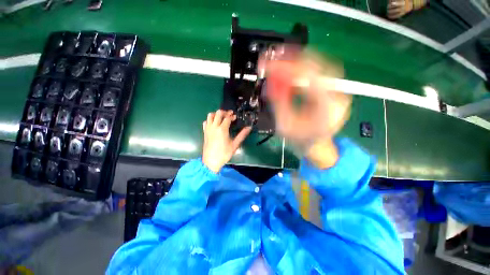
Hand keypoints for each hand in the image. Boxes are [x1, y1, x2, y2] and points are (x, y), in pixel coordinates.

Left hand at [202, 110, 251, 172]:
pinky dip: (210, 120)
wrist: (211, 161)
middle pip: (218, 113)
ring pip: (210, 115)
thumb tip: (249, 128)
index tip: (235, 117)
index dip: (232, 116)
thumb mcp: (235, 145)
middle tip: (230, 115)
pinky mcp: (204, 132)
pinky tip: (214, 123)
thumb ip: (242, 135)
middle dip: (225, 112)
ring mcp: (208, 129)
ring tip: (222, 117)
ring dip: (216, 114)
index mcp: (222, 129)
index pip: (227, 118)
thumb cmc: (224, 154)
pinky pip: (206, 121)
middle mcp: (214, 126)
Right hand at [260, 46, 351, 167]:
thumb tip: (270, 80)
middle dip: (294, 59)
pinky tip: (294, 68)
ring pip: (321, 65)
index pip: (308, 77)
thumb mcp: (285, 124)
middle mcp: (338, 95)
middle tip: (276, 56)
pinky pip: (321, 73)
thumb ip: (278, 101)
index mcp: (326, 107)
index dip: (287, 67)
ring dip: (300, 60)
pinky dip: (306, 68)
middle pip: (317, 66)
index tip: (270, 63)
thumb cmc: (301, 140)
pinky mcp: (335, 91)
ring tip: (283, 60)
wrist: (317, 146)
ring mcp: (339, 92)